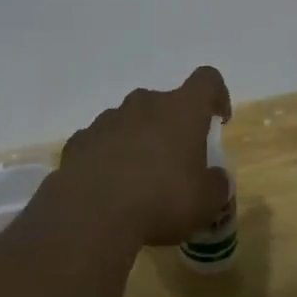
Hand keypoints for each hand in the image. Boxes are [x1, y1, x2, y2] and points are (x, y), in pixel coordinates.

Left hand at [53, 67, 232, 247]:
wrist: (91, 215)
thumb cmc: (161, 202)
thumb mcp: (206, 203)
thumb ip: (216, 184)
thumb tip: (214, 178)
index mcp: (180, 111)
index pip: (206, 81)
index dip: (216, 95)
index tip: (218, 120)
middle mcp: (143, 104)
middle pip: (164, 103)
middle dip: (172, 126)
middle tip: (176, 161)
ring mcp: (106, 120)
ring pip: (130, 121)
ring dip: (139, 140)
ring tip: (139, 180)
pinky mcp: (79, 140)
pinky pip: (102, 141)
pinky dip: (109, 156)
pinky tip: (109, 186)